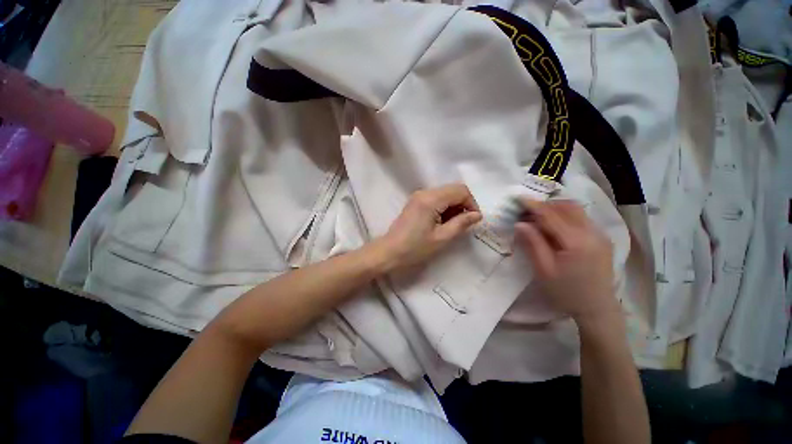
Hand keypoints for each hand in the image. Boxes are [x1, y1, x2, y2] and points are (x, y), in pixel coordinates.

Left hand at [376, 184, 482, 271]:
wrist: (390, 251)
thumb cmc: (415, 248)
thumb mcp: (441, 238)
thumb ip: (461, 223)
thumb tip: (477, 215)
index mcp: (430, 199)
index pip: (460, 190)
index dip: (471, 203)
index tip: (474, 220)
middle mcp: (424, 192)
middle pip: (453, 189)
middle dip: (463, 204)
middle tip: (464, 223)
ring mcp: (418, 196)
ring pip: (445, 193)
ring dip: (454, 206)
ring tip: (452, 225)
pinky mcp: (415, 202)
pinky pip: (436, 198)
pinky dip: (444, 207)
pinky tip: (442, 222)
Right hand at [515, 199, 619, 326]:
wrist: (597, 309)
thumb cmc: (566, 292)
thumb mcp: (543, 270)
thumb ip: (533, 244)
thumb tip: (520, 224)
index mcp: (576, 242)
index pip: (551, 215)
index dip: (534, 205)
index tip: (519, 198)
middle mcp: (592, 233)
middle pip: (567, 206)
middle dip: (546, 204)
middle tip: (527, 211)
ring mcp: (600, 235)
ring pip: (576, 210)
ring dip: (556, 208)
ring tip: (538, 217)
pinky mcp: (602, 239)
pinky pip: (582, 218)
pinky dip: (565, 215)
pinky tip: (555, 226)